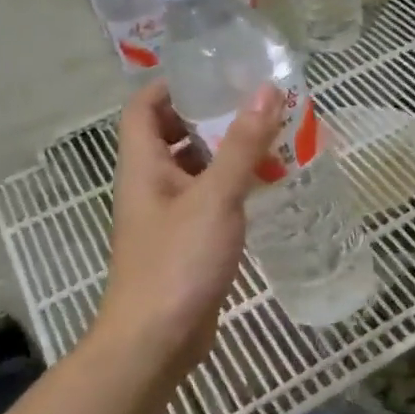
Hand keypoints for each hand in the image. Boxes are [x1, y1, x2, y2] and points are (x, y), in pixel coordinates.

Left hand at [94, 80, 283, 371]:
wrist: (157, 340)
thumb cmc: (178, 262)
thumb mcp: (215, 197)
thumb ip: (242, 145)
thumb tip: (266, 90)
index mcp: (143, 165)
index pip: (144, 107)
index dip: (172, 84)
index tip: (214, 73)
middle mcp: (150, 185)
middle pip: (172, 135)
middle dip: (210, 117)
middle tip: (255, 104)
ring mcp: (167, 217)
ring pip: (195, 170)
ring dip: (226, 153)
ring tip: (271, 138)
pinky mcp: (186, 243)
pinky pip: (208, 201)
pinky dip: (233, 188)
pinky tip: (266, 187)